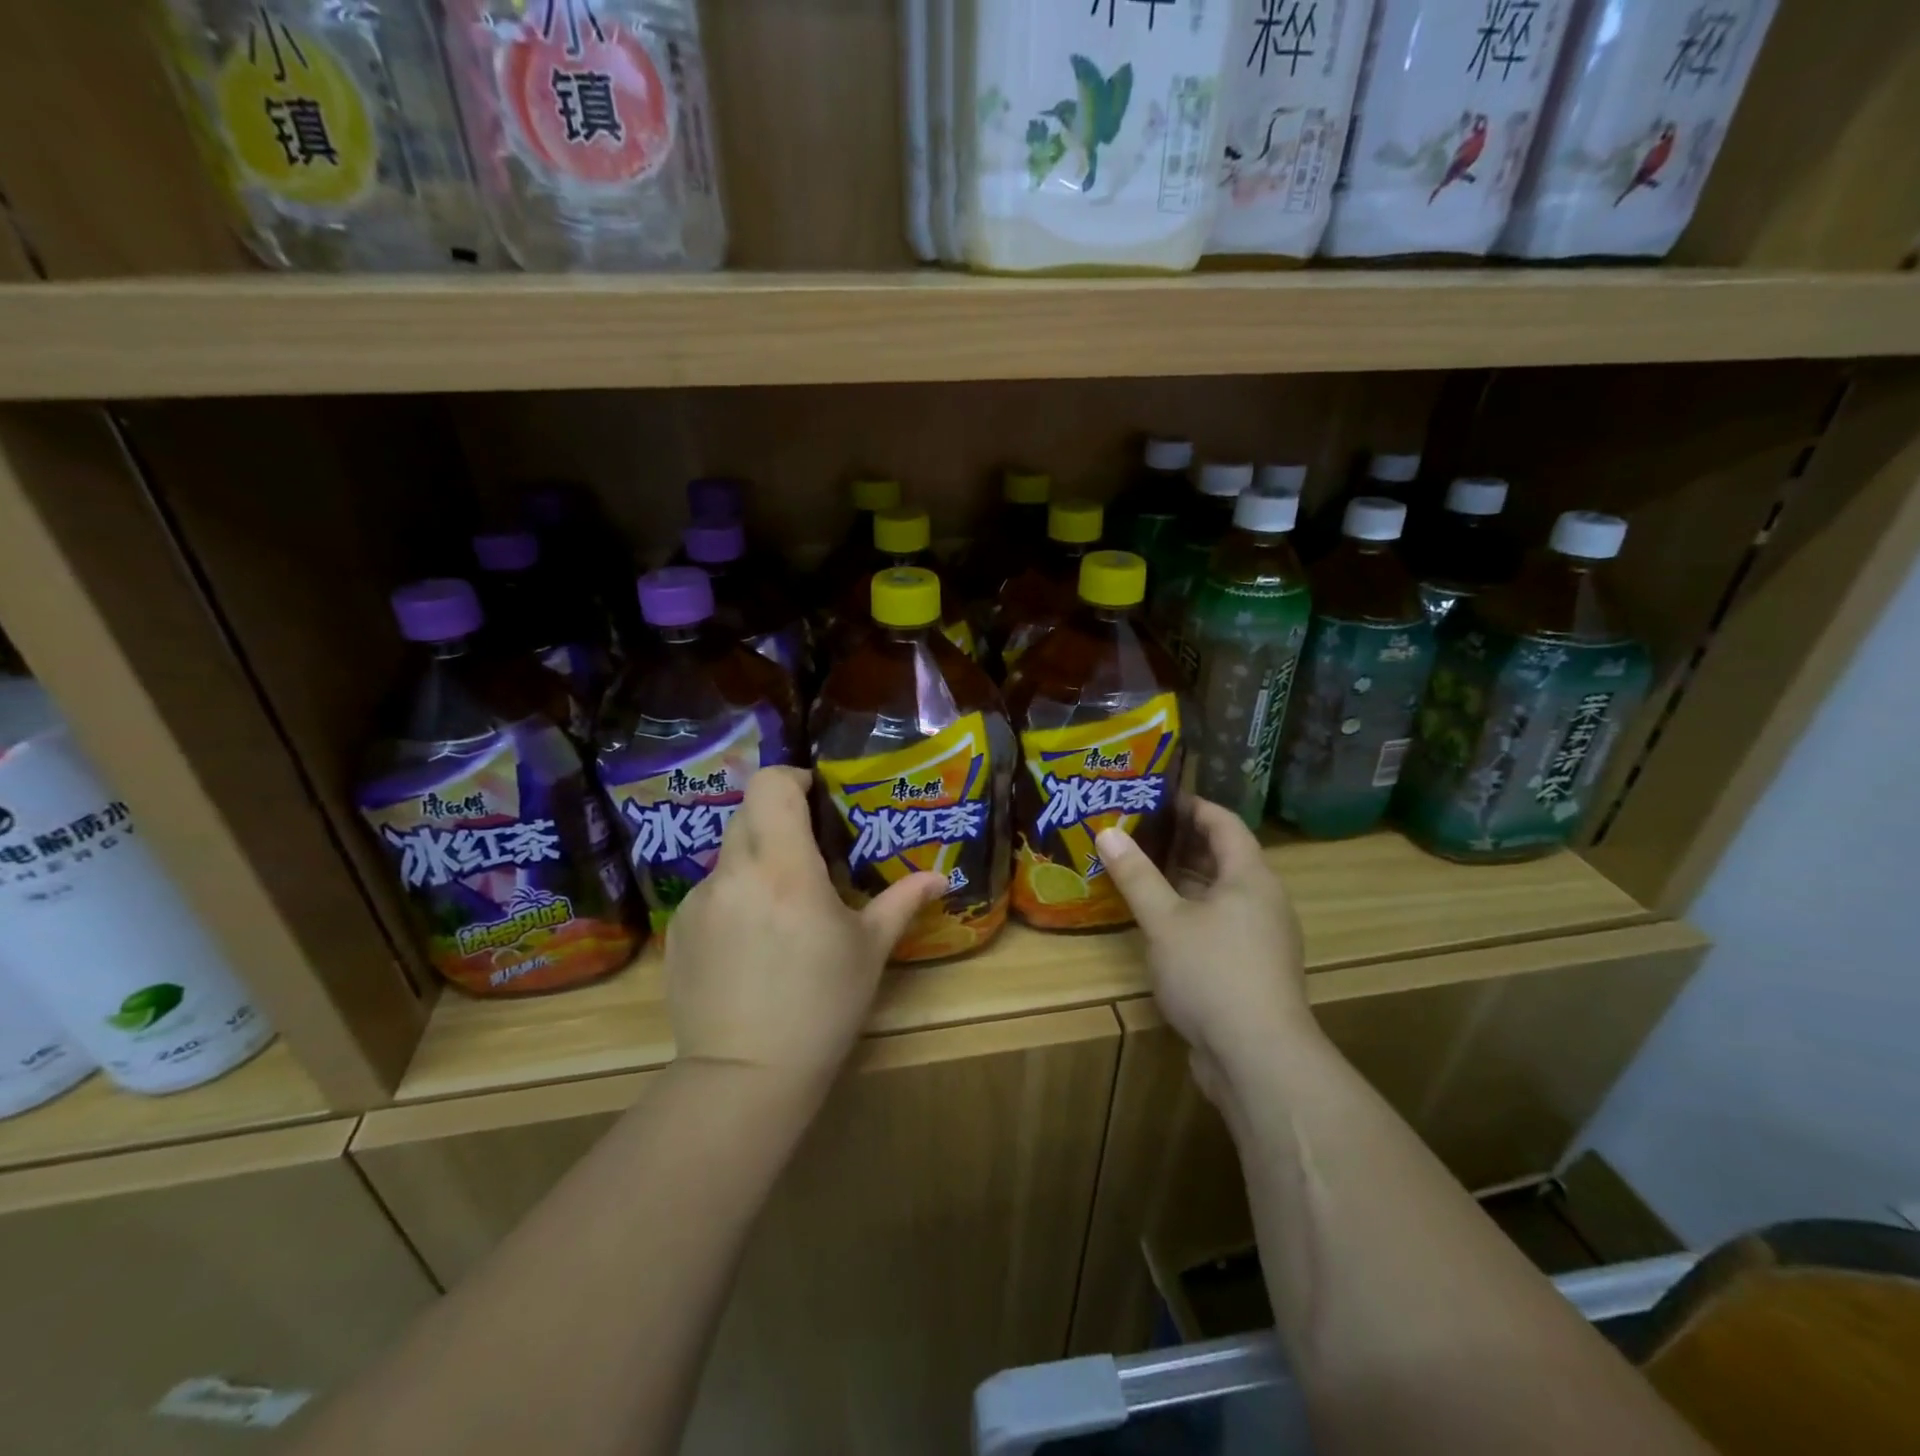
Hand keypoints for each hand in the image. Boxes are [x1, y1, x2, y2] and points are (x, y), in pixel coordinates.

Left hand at [664, 768, 944, 1103]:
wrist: (745, 1075)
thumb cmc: (822, 1006)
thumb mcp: (869, 950)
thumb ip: (902, 901)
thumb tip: (941, 877)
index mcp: (784, 868)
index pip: (770, 785)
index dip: (792, 778)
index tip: (815, 796)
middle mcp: (734, 873)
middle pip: (748, 812)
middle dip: (778, 817)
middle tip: (806, 850)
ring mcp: (699, 901)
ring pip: (728, 854)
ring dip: (756, 860)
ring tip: (780, 906)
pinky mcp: (678, 929)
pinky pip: (710, 892)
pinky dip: (733, 897)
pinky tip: (750, 943)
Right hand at [1096, 800, 1314, 1108]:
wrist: (1260, 1058)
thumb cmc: (1213, 973)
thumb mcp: (1165, 920)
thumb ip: (1137, 875)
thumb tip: (1106, 831)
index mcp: (1250, 877)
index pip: (1224, 823)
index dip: (1192, 805)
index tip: (1156, 796)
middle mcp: (1263, 900)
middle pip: (1224, 856)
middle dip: (1183, 841)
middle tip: (1138, 830)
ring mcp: (1262, 937)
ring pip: (1221, 893)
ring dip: (1185, 879)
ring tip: (1141, 870)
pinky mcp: (1253, 969)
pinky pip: (1221, 923)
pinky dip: (1192, 912)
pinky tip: (1160, 921)